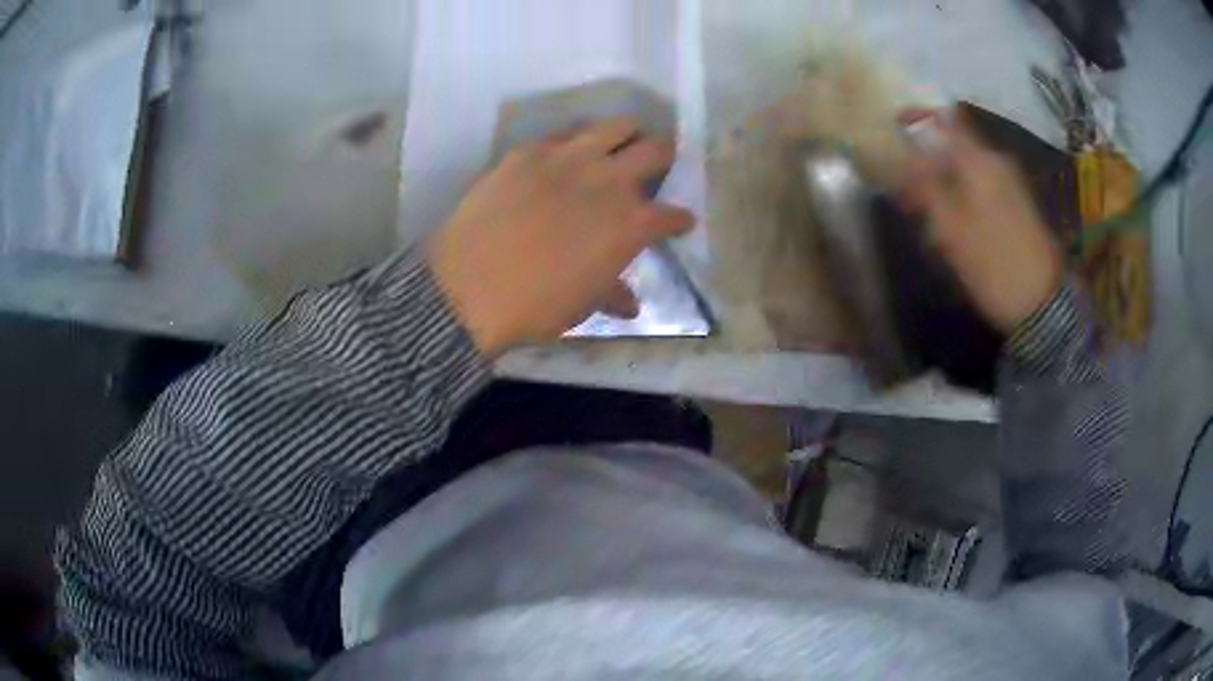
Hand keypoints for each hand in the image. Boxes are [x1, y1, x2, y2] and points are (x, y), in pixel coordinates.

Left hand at [427, 118, 693, 355]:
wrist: (469, 288)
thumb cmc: (535, 306)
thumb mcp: (582, 305)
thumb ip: (612, 293)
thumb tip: (630, 303)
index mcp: (631, 224)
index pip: (671, 215)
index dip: (679, 220)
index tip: (679, 222)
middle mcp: (609, 181)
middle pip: (656, 150)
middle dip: (664, 156)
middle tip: (657, 164)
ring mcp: (569, 158)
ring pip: (615, 126)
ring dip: (625, 135)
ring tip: (619, 144)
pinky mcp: (529, 151)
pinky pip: (561, 136)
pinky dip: (572, 145)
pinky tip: (562, 158)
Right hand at [900, 112, 1064, 332]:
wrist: (1044, 305)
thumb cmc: (993, 265)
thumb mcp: (951, 230)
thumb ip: (926, 187)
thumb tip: (906, 156)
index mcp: (979, 161)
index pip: (944, 120)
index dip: (917, 119)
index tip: (894, 129)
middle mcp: (997, 162)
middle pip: (955, 143)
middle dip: (928, 157)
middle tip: (908, 183)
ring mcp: (1011, 182)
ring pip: (969, 165)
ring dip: (946, 178)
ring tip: (928, 208)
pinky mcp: (1019, 204)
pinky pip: (983, 183)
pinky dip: (963, 191)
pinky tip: (955, 219)